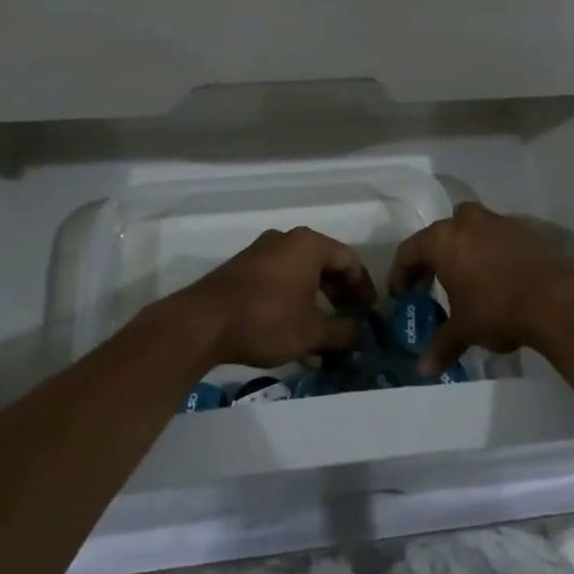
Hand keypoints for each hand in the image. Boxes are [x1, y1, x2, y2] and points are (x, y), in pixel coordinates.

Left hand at [173, 227, 376, 369]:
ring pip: (300, 271)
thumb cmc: (267, 319)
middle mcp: (286, 239)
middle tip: (350, 318)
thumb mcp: (311, 332)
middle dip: (340, 292)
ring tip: (324, 329)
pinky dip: (294, 298)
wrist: (204, 322)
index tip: (369, 311)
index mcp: (308, 245)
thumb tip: (360, 334)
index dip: (363, 286)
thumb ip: (342, 331)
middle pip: (324, 263)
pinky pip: (280, 278)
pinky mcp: (243, 268)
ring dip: (316, 298)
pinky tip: (294, 328)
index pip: (348, 259)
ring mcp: (261, 251)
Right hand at [390, 202, 573, 375]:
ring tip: (467, 278)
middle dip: (432, 258)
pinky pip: (497, 236)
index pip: (409, 251)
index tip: (402, 295)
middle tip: (431, 284)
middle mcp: (466, 222)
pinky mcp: (525, 229)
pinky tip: (498, 276)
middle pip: (439, 235)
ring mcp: (497, 221)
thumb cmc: (497, 309)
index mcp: (442, 240)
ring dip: (463, 250)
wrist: (557, 299)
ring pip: (470, 229)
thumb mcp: (465, 330)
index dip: (401, 274)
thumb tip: (422, 369)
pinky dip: (491, 252)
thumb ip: (441, 345)